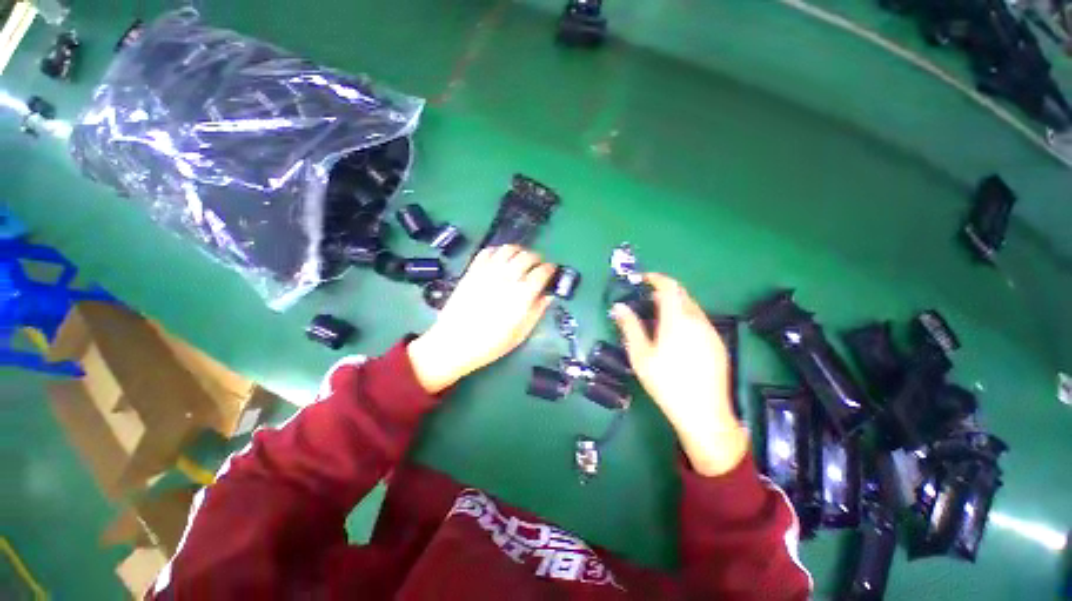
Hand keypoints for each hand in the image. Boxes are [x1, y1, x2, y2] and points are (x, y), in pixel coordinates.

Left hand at [408, 245, 555, 393]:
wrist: (454, 343)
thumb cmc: (490, 344)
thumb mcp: (521, 334)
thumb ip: (537, 311)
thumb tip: (548, 295)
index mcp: (522, 296)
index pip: (542, 272)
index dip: (550, 269)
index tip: (551, 271)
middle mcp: (506, 279)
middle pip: (527, 256)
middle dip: (537, 258)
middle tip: (537, 265)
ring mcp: (487, 272)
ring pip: (508, 249)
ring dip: (519, 251)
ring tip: (520, 259)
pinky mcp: (472, 271)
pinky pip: (487, 251)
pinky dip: (498, 251)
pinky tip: (500, 259)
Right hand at [612, 273, 747, 476]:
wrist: (704, 413)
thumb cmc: (666, 382)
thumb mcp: (641, 355)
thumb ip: (630, 327)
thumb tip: (619, 307)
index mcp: (678, 319)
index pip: (669, 287)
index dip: (656, 278)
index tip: (643, 278)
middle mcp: (698, 320)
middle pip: (682, 295)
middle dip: (664, 291)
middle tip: (646, 300)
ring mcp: (711, 332)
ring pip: (692, 307)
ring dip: (675, 304)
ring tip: (658, 318)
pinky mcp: (718, 344)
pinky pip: (699, 321)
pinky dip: (685, 317)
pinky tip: (677, 336)